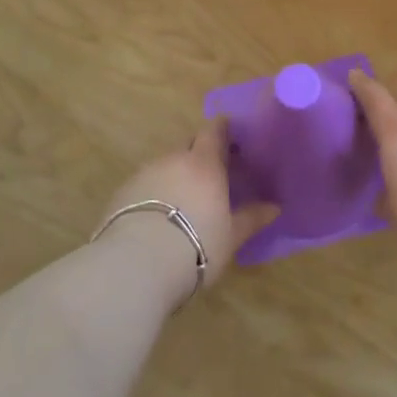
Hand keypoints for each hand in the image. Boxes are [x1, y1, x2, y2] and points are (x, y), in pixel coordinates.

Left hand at [100, 117, 277, 295]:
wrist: (134, 266)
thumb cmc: (195, 246)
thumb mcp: (231, 236)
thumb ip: (251, 218)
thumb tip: (275, 207)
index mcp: (204, 163)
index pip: (214, 130)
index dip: (223, 130)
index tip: (232, 139)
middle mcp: (173, 159)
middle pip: (188, 145)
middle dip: (200, 153)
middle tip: (213, 174)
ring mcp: (143, 174)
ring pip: (165, 165)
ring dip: (175, 175)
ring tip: (184, 200)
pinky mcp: (120, 193)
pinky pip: (144, 184)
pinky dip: (154, 193)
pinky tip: (157, 217)